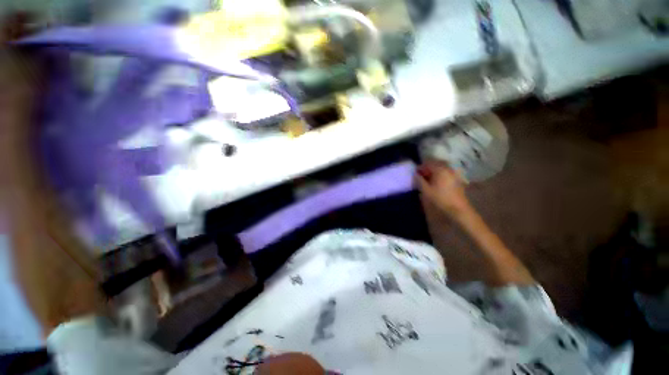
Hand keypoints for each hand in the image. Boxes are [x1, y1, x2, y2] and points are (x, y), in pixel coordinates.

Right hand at [415, 160, 472, 220]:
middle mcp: (448, 169)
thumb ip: (419, 180)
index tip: (415, 173)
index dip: (420, 167)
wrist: (458, 208)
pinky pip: (446, 173)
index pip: (428, 163)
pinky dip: (440, 174)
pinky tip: (436, 182)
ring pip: (441, 168)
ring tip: (428, 179)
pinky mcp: (457, 179)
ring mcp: (454, 173)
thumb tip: (415, 174)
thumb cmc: (440, 198)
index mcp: (440, 169)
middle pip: (436, 164)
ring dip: (434, 171)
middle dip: (427, 168)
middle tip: (421, 175)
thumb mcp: (426, 190)